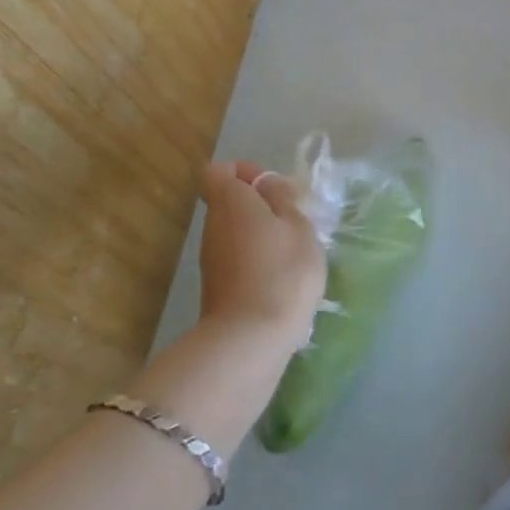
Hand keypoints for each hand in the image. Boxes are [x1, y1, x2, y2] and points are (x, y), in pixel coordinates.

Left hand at [196, 160, 326, 346]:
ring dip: (261, 235)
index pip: (218, 171)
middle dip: (260, 205)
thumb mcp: (298, 226)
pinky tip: (282, 278)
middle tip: (293, 220)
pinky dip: (257, 260)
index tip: (273, 188)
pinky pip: (237, 258)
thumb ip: (282, 199)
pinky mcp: (217, 286)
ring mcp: (211, 258)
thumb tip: (266, 184)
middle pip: (229, 202)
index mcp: (230, 201)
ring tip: (293, 251)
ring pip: (235, 232)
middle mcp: (213, 225)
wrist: (251, 338)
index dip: (244, 172)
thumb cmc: (282, 270)